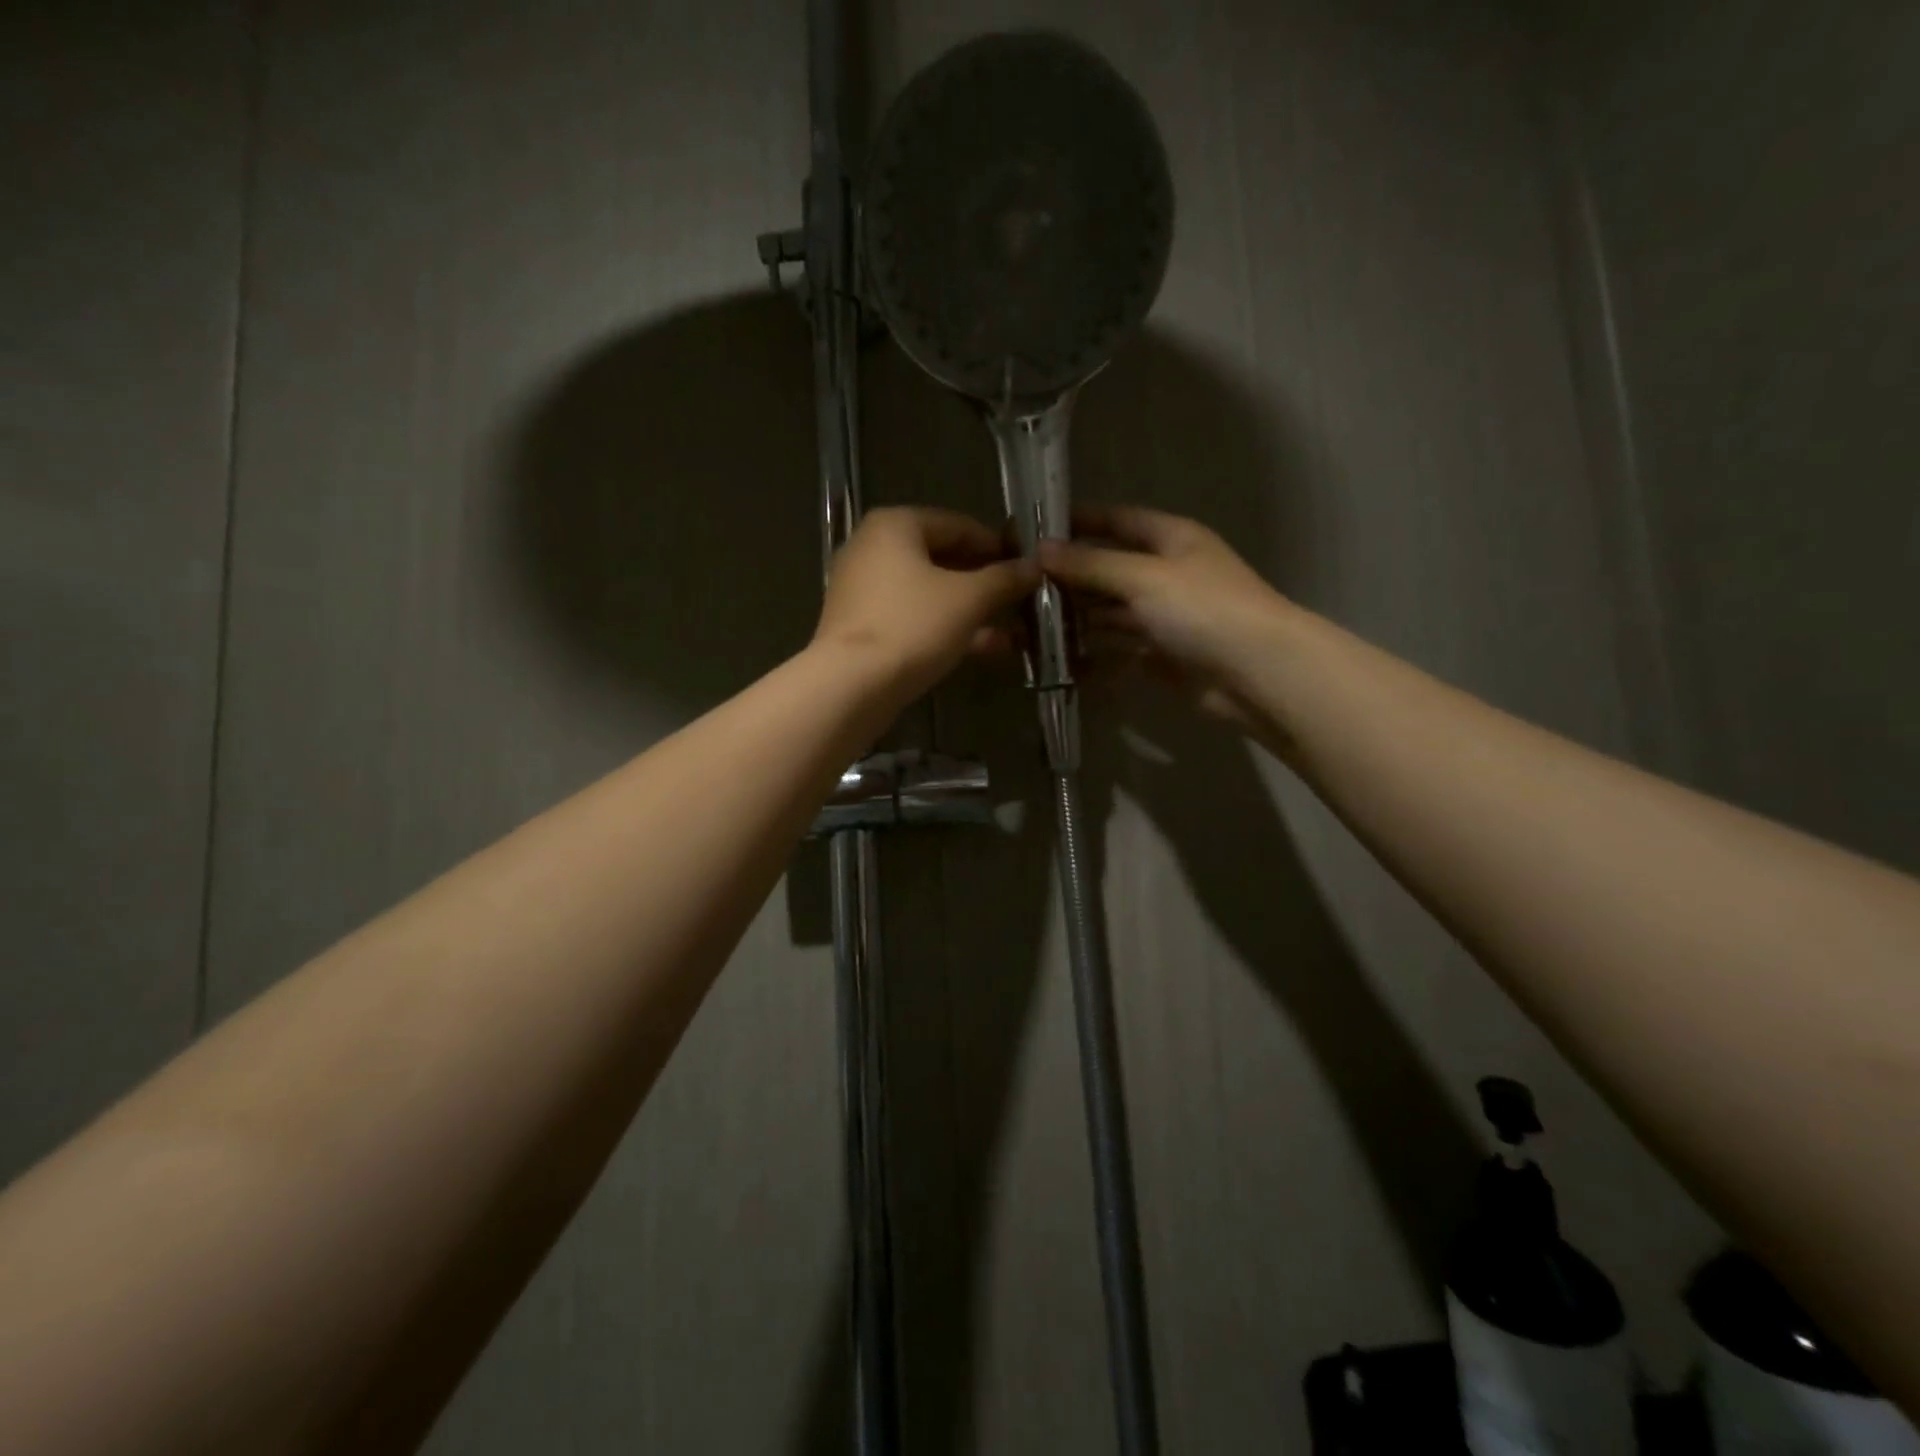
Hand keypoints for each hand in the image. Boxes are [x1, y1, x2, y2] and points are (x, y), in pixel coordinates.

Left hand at [814, 506, 1038, 703]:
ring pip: (930, 593)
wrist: (851, 685)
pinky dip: (946, 628)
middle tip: (1022, 600)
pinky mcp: (862, 626)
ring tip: (1014, 631)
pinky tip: (984, 648)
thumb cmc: (912, 626)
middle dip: (986, 583)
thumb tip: (1034, 566)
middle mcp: (873, 548)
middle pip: (942, 559)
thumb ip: (1004, 579)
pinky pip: (913, 617)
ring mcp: (863, 589)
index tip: (1027, 567)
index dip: (997, 546)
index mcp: (895, 525)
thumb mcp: (969, 599)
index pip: (958, 525)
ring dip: (972, 610)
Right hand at [1039, 505, 1296, 727]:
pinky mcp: (1161, 653)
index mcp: (1171, 539)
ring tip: (1029, 624)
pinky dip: (1093, 651)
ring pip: (1111, 610)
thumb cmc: (1203, 608)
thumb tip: (1040, 549)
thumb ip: (1091, 564)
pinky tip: (1059, 656)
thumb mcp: (1143, 577)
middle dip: (1070, 576)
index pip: (1117, 521)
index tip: (1035, 531)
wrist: (1256, 672)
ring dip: (1077, 616)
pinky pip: (1119, 647)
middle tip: (1020, 586)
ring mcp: (1164, 615)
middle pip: (1110, 568)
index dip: (1080, 522)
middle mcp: (1166, 573)